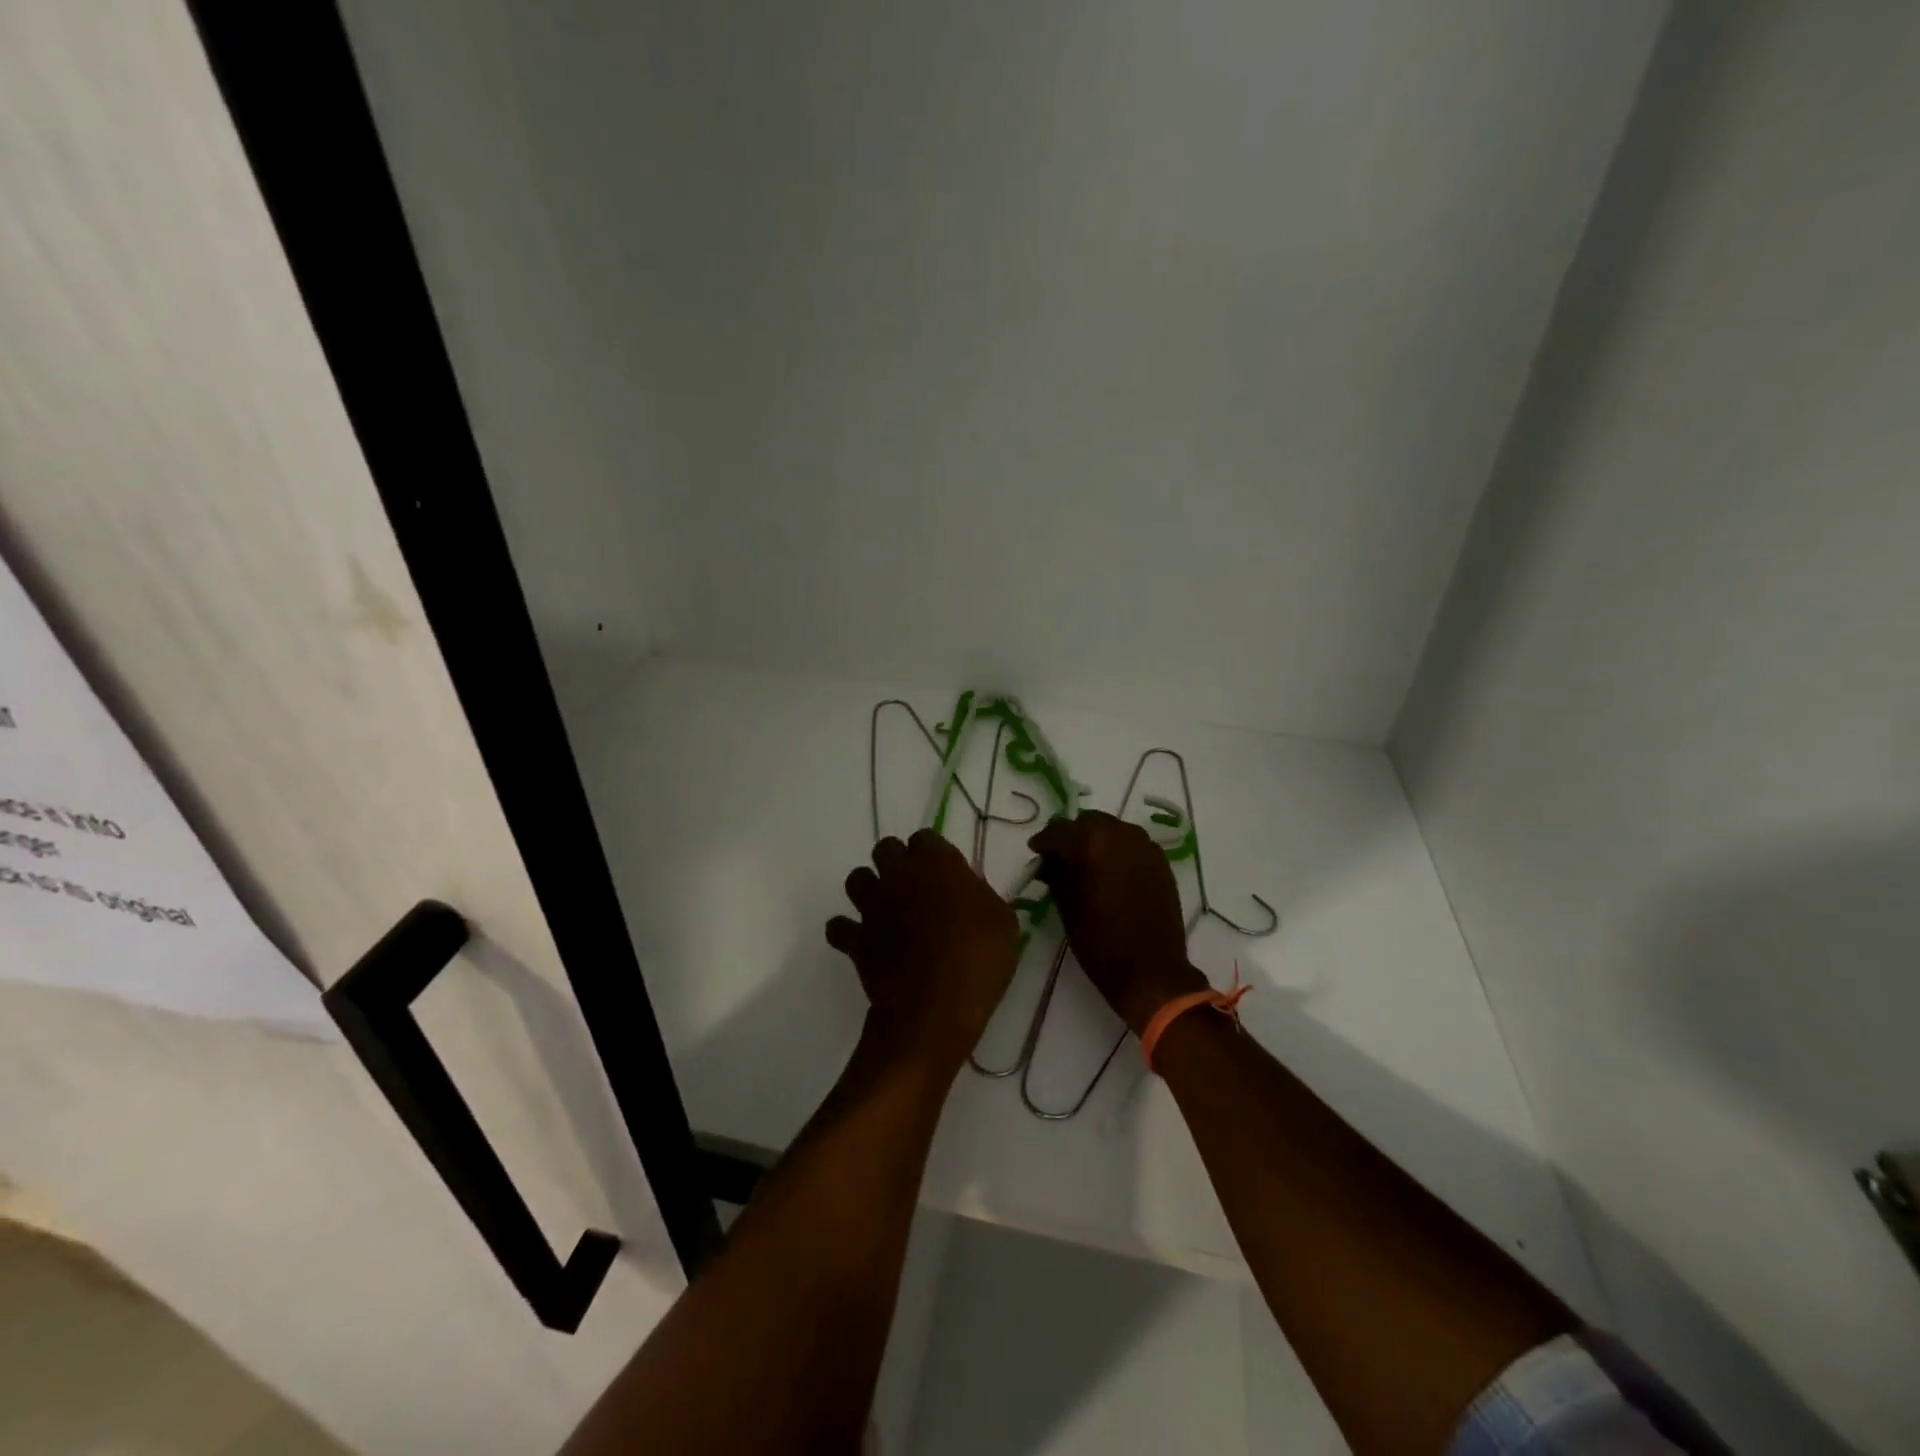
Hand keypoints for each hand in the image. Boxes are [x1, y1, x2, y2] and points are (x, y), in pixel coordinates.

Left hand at [826, 829, 1019, 1073]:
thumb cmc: (979, 959)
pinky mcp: (856, 939)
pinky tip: (862, 941)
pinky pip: (838, 927)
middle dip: (896, 862)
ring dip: (869, 888)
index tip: (944, 874)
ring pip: (856, 879)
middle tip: (913, 886)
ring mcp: (872, 906)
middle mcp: (899, 875)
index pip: (925, 837)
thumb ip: (982, 896)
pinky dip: (846, 932)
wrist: (936, 1006)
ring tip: (885, 907)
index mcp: (937, 863)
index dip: (933, 853)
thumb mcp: (1003, 922)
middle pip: (885, 849)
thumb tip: (969, 891)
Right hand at [1029, 811, 1207, 1035]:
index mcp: (1091, 842)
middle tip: (1060, 860)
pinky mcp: (1160, 860)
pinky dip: (1117, 850)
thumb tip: (1049, 861)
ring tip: (1087, 866)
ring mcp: (1144, 845)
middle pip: (1087, 822)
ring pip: (1112, 829)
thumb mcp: (1066, 905)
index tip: (1036, 853)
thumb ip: (1055, 873)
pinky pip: (1131, 843)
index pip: (1058, 830)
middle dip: (1071, 837)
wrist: (1150, 969)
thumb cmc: (1099, 940)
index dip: (1043, 842)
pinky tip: (1110, 872)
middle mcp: (1120, 834)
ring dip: (1096, 841)